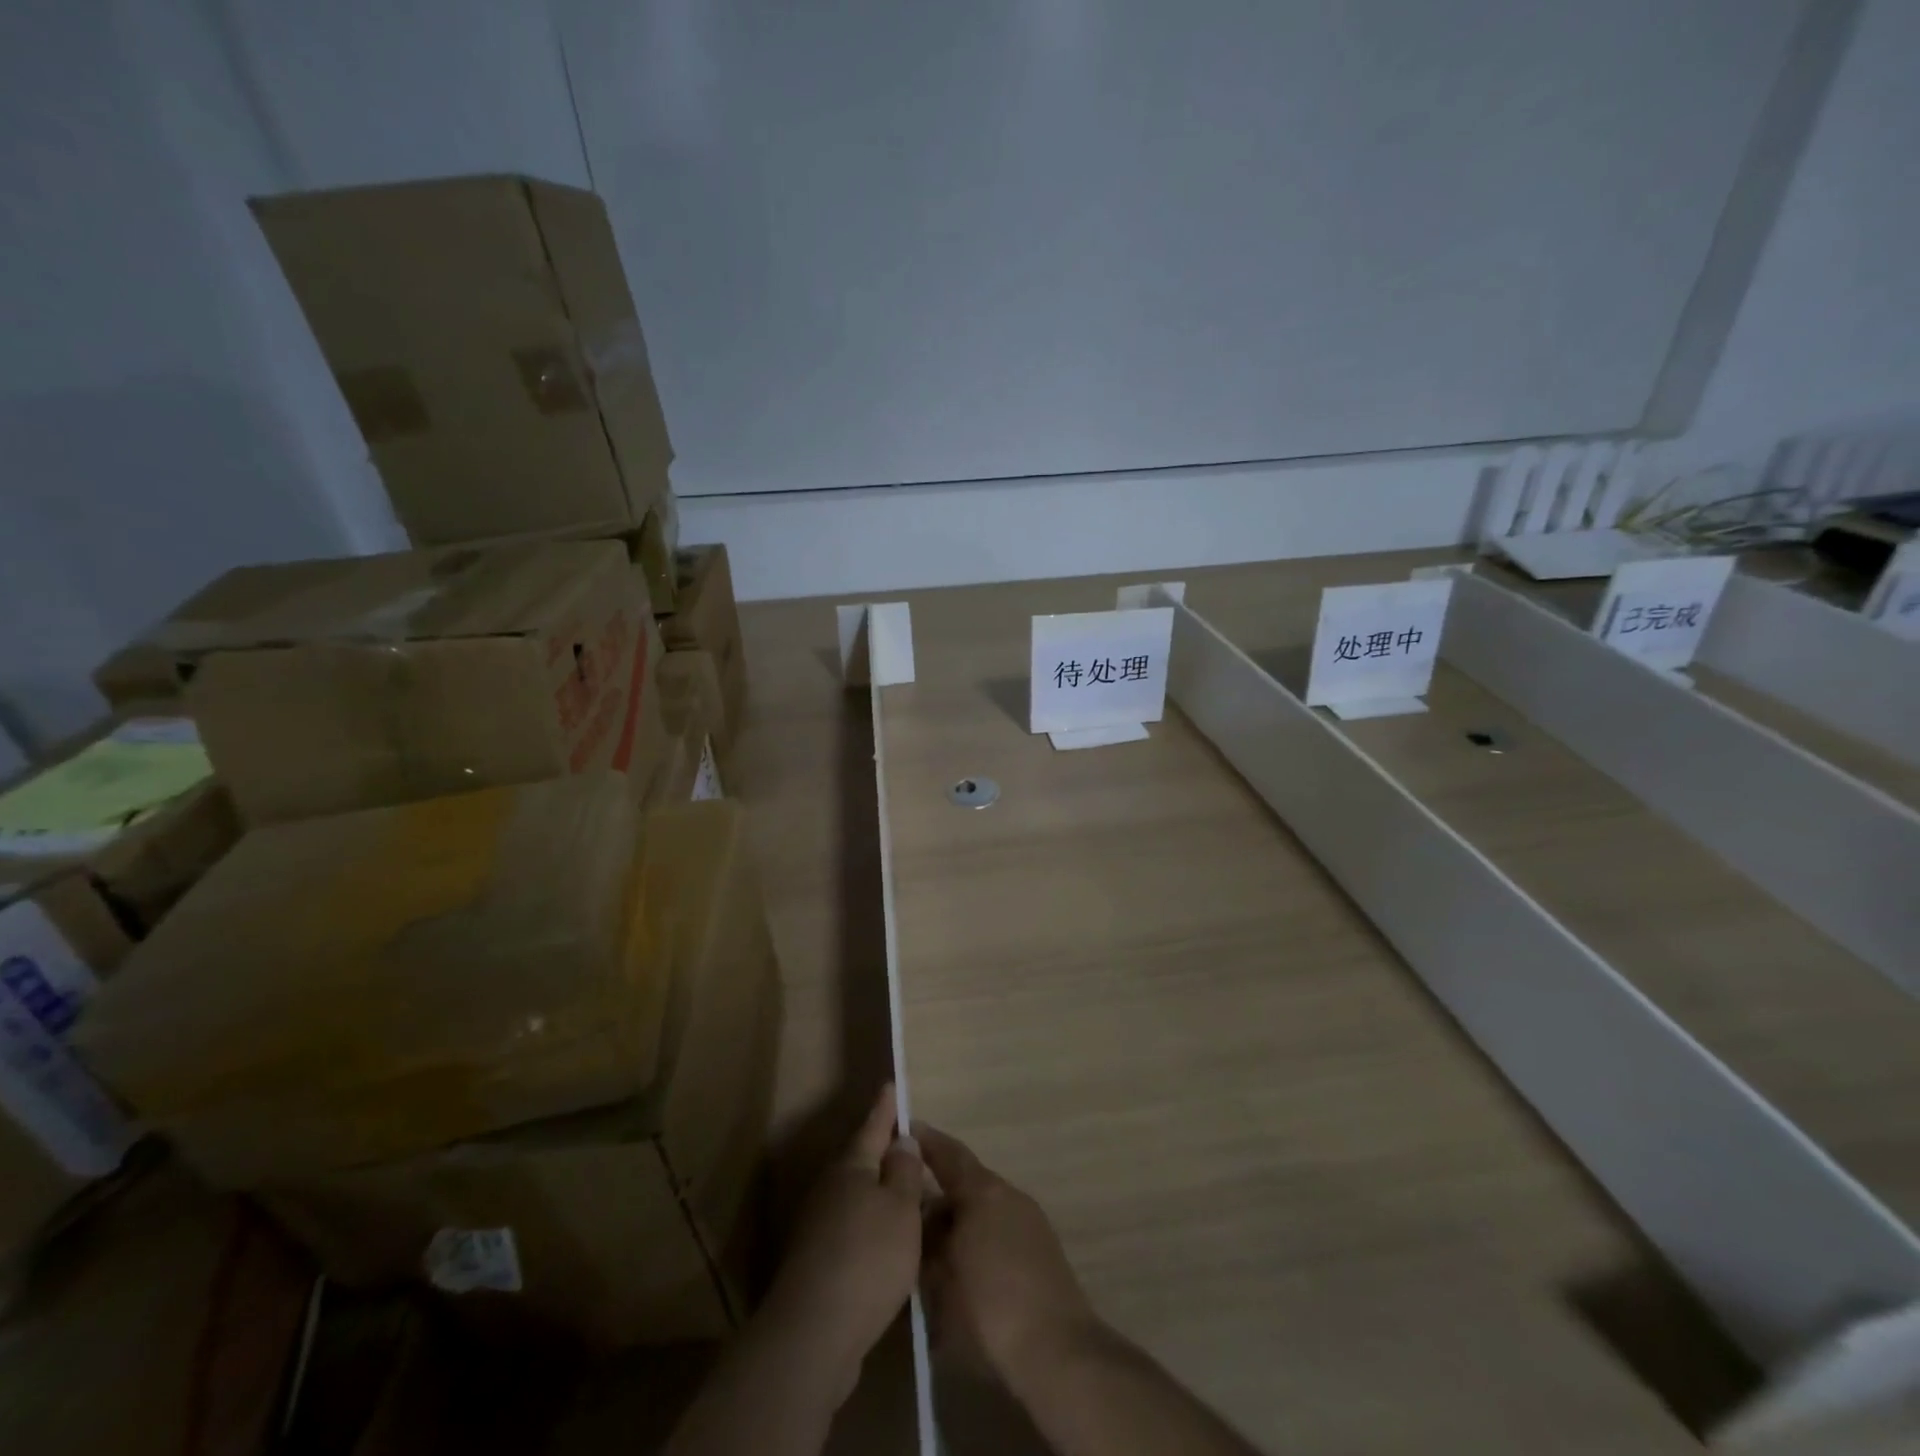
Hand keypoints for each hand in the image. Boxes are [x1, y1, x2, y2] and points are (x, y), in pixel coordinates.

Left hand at [763, 1085, 924, 1393]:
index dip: (886, 1107)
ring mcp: (820, 1226)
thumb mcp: (901, 1209)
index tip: (891, 1085)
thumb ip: (905, 1172)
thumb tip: (902, 1140)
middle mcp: (831, 1188)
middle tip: (913, 1149)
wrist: (813, 1334)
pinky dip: (874, 1228)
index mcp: (852, 1166)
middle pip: (863, 1161)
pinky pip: (854, 1229)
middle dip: (887, 1154)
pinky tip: (891, 1245)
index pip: (874, 1125)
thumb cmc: (867, 1258)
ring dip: (882, 1195)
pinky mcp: (819, 1262)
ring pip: (859, 1197)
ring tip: (911, 1199)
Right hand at [914, 1121, 1096, 1387]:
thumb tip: (922, 1218)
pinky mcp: (1042, 1247)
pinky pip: (1000, 1227)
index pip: (949, 1154)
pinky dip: (979, 1235)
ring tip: (933, 1246)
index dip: (926, 1141)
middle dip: (938, 1194)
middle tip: (909, 1212)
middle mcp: (1008, 1194)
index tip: (905, 1128)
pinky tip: (965, 1265)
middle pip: (966, 1182)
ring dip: (960, 1219)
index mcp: (983, 1192)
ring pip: (984, 1207)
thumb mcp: (942, 1280)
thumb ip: (929, 1242)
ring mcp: (1030, 1219)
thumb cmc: (991, 1310)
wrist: (1059, 1351)